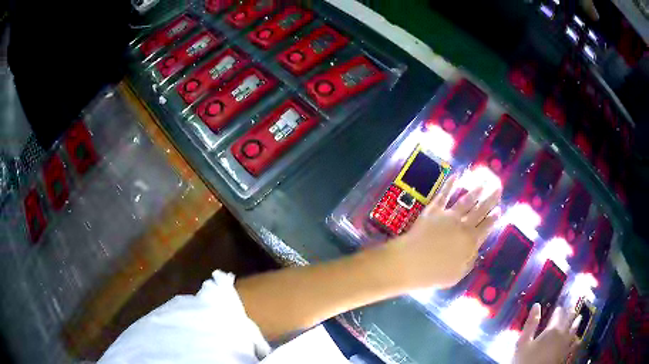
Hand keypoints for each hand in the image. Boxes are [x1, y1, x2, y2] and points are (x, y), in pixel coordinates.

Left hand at [387, 174, 501, 288]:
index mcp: (470, 242)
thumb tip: (475, 251)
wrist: (410, 262)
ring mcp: (448, 215)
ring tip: (484, 182)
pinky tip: (456, 175)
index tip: (500, 210)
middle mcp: (463, 225)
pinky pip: (444, 194)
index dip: (493, 218)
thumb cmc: (433, 274)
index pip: (486, 227)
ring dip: (476, 190)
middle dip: (490, 199)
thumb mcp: (457, 275)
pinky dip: (450, 184)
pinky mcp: (433, 210)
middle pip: (480, 210)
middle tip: (498, 188)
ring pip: (466, 200)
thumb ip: (469, 262)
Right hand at [514, 304, 581, 363]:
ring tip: (579, 318)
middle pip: (569, 319)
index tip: (559, 306)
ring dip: (577, 323)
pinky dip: (577, 339)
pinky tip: (578, 339)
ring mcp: (566, 345)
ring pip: (574, 330)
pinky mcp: (566, 354)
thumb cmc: (526, 360)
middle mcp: (563, 334)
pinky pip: (575, 344)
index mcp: (553, 329)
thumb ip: (530, 324)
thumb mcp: (523, 343)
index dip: (559, 309)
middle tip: (573, 306)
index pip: (558, 313)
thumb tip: (536, 305)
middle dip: (571, 312)